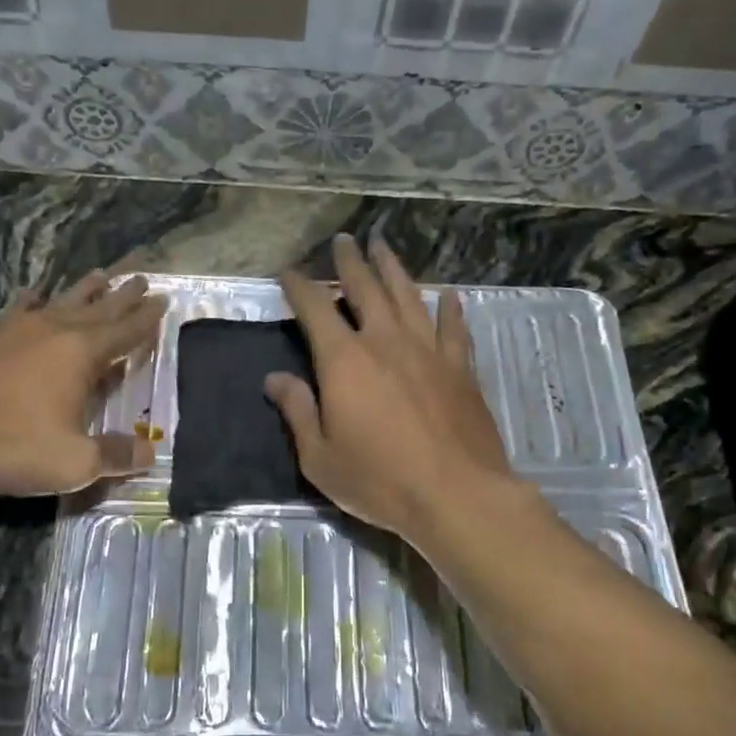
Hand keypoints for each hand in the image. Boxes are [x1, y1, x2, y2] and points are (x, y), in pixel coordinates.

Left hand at [0, 272, 166, 495]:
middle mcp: (53, 330)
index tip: (163, 300)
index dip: (147, 319)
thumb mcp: (72, 462)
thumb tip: (150, 454)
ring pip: (60, 301)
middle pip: (98, 307)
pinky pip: (19, 309)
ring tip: (100, 275)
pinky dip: (33, 301)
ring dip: (84, 290)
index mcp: (82, 354)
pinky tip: (32, 295)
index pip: (126, 332)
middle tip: (142, 279)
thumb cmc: (8, 442)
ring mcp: (14, 328)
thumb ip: (114, 457)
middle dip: (123, 296)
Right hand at [266, 234, 514, 541]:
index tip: (289, 272)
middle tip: (344, 240)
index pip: (315, 309)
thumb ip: (297, 412)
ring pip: (408, 297)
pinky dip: (449, 309)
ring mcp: (428, 351)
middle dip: (350, 262)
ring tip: (383, 247)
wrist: (457, 494)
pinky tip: (448, 296)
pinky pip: (453, 329)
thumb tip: (275, 379)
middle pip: (365, 289)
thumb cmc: (379, 480)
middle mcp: (385, 342)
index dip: (299, 287)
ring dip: (393, 270)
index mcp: (344, 360)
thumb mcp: (320, 457)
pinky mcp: (461, 368)